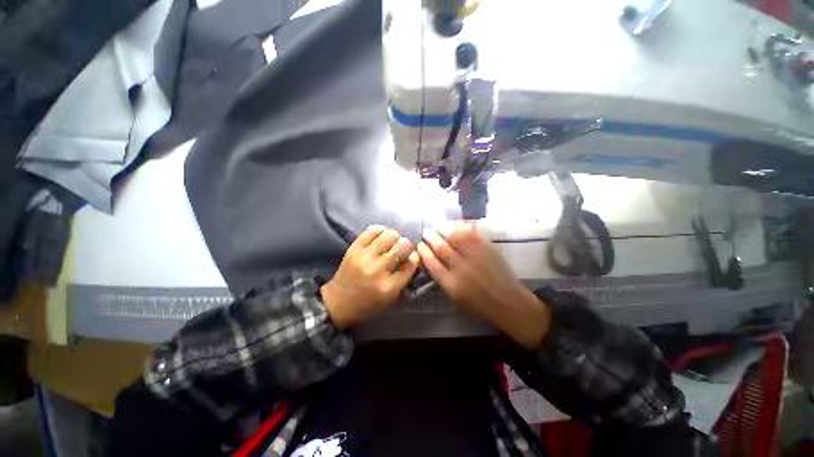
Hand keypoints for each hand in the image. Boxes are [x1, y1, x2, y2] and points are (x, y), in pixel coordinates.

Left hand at [321, 225, 419, 328]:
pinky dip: (380, 231)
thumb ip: (404, 278)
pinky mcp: (353, 249)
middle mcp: (377, 270)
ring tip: (392, 242)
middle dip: (407, 246)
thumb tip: (413, 257)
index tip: (413, 256)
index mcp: (388, 287)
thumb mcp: (390, 299)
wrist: (337, 303)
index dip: (415, 257)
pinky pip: (371, 231)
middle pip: (402, 247)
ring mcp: (364, 257)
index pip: (410, 264)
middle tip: (403, 249)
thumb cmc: (367, 304)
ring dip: (395, 237)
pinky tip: (381, 236)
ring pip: (389, 235)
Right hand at [417, 222, 550, 347]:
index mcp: (451, 284)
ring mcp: (476, 256)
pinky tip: (454, 225)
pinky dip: (461, 227)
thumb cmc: (479, 304)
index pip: (432, 263)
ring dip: (443, 229)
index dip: (424, 252)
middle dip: (431, 237)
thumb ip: (442, 278)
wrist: (508, 302)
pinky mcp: (488, 249)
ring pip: (455, 237)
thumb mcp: (455, 297)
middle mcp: (461, 268)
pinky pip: (472, 234)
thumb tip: (432, 259)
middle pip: (441, 248)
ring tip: (438, 226)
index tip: (420, 245)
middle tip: (426, 232)